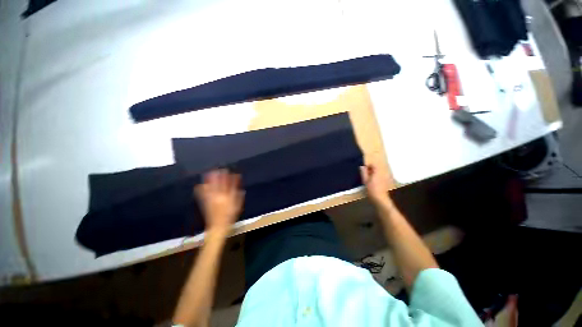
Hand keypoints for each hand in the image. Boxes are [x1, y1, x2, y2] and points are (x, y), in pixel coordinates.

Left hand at [195, 169, 244, 233]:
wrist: (218, 226)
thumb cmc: (230, 216)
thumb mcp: (237, 206)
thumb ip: (239, 196)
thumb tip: (240, 188)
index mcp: (227, 197)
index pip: (229, 185)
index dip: (229, 177)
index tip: (230, 171)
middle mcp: (219, 196)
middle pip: (218, 183)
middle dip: (218, 176)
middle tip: (219, 169)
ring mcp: (211, 199)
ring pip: (210, 187)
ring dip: (209, 179)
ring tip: (209, 173)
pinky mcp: (205, 202)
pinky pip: (202, 194)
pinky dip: (201, 188)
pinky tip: (200, 184)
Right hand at [360, 164, 392, 204]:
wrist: (380, 198)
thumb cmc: (372, 189)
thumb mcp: (365, 180)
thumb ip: (363, 172)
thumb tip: (362, 166)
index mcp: (378, 171)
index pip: (374, 164)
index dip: (368, 166)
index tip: (364, 169)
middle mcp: (384, 172)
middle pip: (377, 167)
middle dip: (371, 169)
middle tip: (366, 174)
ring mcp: (388, 176)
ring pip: (380, 171)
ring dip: (375, 172)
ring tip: (371, 178)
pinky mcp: (389, 181)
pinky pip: (383, 175)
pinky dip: (379, 176)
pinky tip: (376, 182)